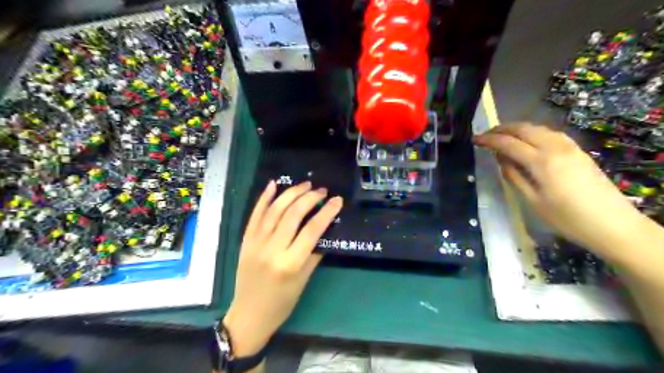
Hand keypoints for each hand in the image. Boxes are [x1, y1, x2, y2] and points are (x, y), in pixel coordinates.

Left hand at [226, 181, 344, 357]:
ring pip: (274, 210)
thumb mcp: (304, 281)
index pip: (312, 230)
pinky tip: (273, 184)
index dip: (326, 212)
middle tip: (322, 190)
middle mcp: (272, 249)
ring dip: (291, 193)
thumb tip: (324, 229)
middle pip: (293, 215)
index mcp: (290, 263)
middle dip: (309, 198)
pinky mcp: (245, 240)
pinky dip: (264, 198)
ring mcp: (255, 243)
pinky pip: (255, 215)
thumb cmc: (282, 303)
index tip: (337, 200)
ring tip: (305, 185)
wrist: (249, 315)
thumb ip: (314, 253)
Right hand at [474, 124, 651, 257]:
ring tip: (502, 137)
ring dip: (516, 129)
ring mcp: (569, 146)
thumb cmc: (567, 218)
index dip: (488, 139)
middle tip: (485, 136)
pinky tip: (527, 141)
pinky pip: (549, 133)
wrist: (613, 224)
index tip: (474, 140)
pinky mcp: (577, 150)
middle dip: (501, 129)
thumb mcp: (533, 201)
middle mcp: (555, 147)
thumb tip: (501, 159)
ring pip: (537, 128)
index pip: (508, 143)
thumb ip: (514, 176)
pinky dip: (532, 132)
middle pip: (523, 129)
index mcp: (541, 162)